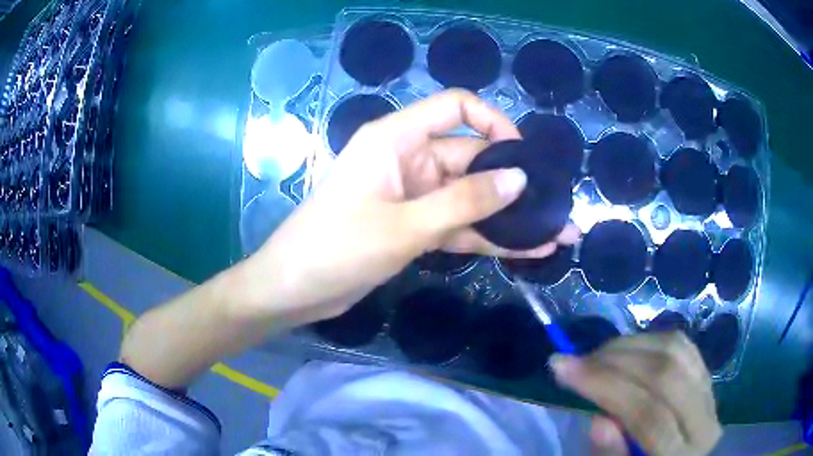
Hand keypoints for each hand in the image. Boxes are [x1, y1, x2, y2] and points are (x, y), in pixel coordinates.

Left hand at [241, 89, 578, 324]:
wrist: (294, 290)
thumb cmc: (336, 248)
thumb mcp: (404, 225)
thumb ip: (464, 202)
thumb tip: (519, 179)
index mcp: (397, 138)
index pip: (455, 107)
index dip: (494, 123)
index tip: (523, 156)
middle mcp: (408, 159)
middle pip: (471, 158)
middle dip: (515, 182)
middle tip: (558, 206)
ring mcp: (413, 195)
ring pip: (470, 198)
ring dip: (509, 216)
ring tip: (556, 233)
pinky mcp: (414, 227)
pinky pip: (459, 225)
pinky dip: (488, 237)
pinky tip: (527, 250)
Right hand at [551, 332, 721, 455]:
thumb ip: (610, 455)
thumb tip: (597, 420)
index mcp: (681, 455)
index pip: (648, 416)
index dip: (606, 387)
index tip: (562, 367)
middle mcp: (705, 420)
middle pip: (666, 376)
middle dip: (615, 361)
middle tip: (576, 359)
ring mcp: (711, 394)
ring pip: (676, 352)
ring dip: (632, 347)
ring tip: (597, 355)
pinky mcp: (707, 376)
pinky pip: (683, 346)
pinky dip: (651, 341)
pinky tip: (627, 350)